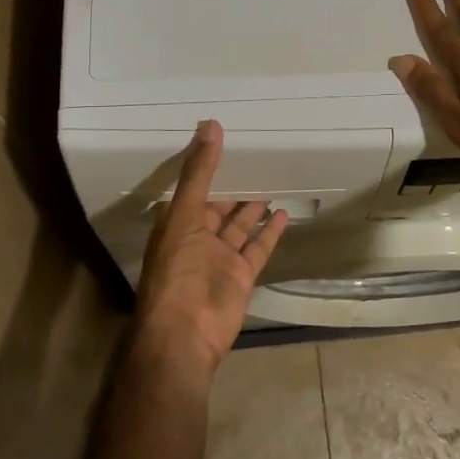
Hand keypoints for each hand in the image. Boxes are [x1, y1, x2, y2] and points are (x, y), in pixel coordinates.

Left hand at [134, 121, 288, 376]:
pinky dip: (270, 232)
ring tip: (273, 181)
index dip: (208, 169)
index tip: (226, 143)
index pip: (194, 189)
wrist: (185, 332)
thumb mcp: (184, 213)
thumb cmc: (177, 269)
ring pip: (240, 227)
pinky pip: (258, 248)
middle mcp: (198, 239)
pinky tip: (283, 213)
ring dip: (253, 208)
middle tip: (256, 160)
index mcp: (177, 223)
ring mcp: (221, 258)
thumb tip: (210, 126)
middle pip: (219, 208)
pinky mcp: (242, 276)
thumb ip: (199, 172)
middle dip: (234, 188)